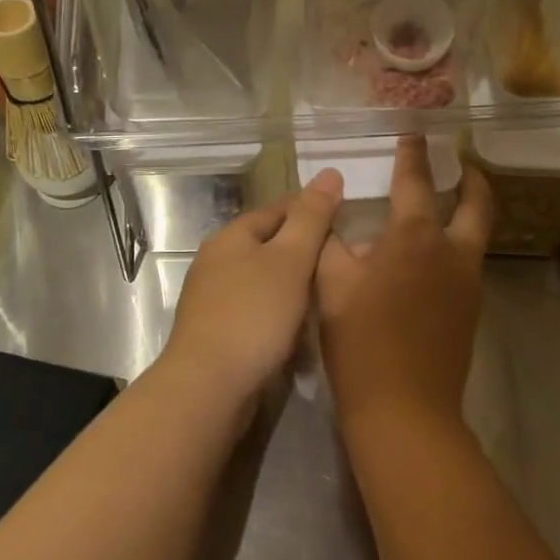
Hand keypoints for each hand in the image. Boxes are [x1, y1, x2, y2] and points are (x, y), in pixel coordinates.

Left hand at [164, 170, 344, 404]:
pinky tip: (300, 326)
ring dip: (293, 284)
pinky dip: (280, 312)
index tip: (348, 219)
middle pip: (269, 244)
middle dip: (304, 249)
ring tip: (330, 292)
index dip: (313, 210)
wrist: (210, 385)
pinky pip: (256, 310)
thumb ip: (311, 218)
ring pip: (263, 279)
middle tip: (346, 261)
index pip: (279, 209)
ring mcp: (213, 298)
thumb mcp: (290, 260)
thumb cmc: (254, 315)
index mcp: (232, 236)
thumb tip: (330, 173)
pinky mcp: (217, 331)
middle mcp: (217, 261)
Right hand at [316, 137, 492, 434]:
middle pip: (477, 204)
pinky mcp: (470, 313)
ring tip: (442, 209)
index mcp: (415, 238)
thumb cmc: (361, 342)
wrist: (404, 408)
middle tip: (461, 165)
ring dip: (465, 215)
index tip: (415, 134)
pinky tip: (427, 262)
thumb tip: (334, 227)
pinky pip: (466, 266)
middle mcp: (452, 253)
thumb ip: (330, 246)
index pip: (416, 183)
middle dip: (471, 179)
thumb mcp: (330, 287)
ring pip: (475, 237)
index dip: (413, 155)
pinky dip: (454, 249)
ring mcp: (467, 285)